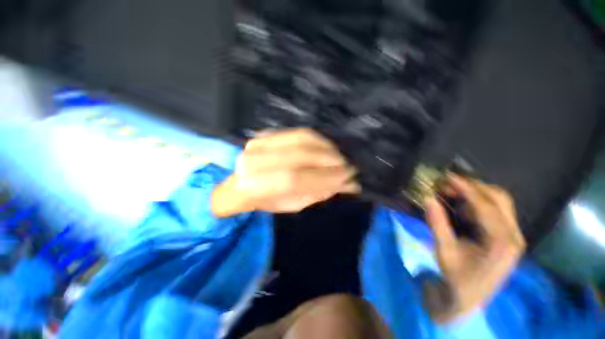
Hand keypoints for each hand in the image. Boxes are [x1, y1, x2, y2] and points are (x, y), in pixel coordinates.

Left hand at [212, 128, 359, 216]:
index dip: (323, 178)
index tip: (347, 178)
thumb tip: (348, 184)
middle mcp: (254, 160)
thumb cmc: (269, 200)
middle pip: (298, 155)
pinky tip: (329, 147)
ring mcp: (259, 142)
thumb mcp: (293, 204)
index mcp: (255, 186)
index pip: (294, 179)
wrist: (244, 183)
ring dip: (325, 148)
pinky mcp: (267, 133)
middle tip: (347, 166)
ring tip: (339, 157)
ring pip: (300, 140)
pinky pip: (297, 132)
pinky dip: (318, 139)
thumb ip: (318, 193)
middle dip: (328, 160)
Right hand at [424, 174, 525, 322]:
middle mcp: (514, 236)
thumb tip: (427, 198)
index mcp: (501, 243)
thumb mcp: (444, 251)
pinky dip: (478, 202)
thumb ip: (437, 223)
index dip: (466, 188)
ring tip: (453, 192)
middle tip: (448, 184)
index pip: (486, 206)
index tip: (448, 176)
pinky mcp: (508, 237)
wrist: (468, 298)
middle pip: (500, 199)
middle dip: (473, 187)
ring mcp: (513, 236)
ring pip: (500, 203)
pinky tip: (462, 205)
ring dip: (476, 193)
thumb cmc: (456, 277)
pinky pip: (496, 211)